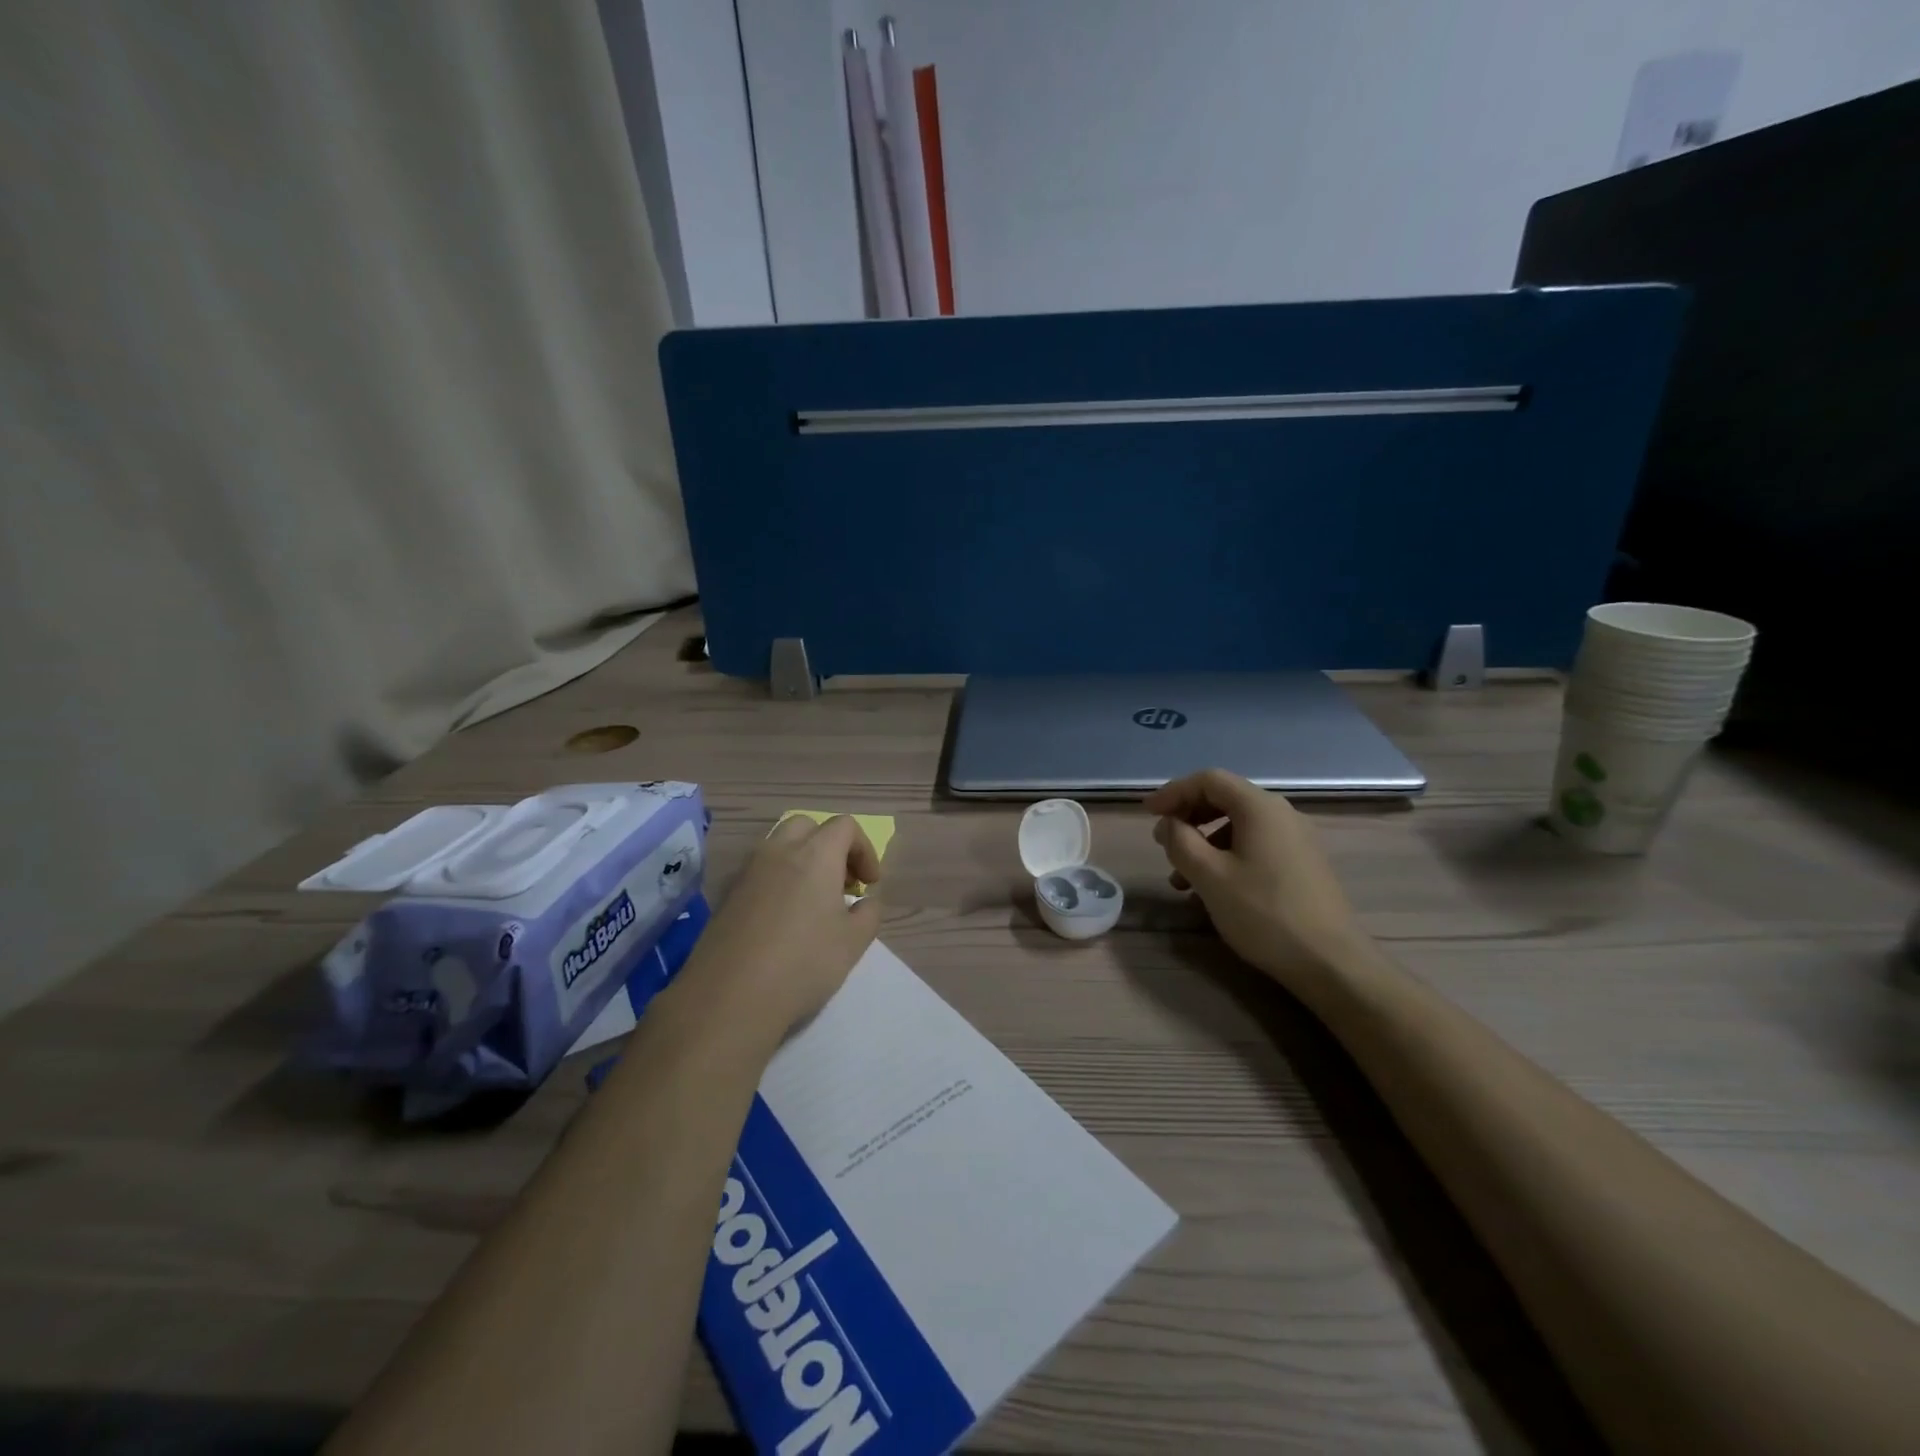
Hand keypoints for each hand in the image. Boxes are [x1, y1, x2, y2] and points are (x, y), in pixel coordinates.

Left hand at [681, 815, 882, 1039]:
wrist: (729, 997)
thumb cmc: (802, 964)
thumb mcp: (854, 942)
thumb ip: (868, 913)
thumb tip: (864, 901)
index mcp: (815, 855)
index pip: (845, 826)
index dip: (865, 849)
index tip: (869, 884)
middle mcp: (778, 851)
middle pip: (808, 826)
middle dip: (830, 846)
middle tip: (841, 884)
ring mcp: (747, 871)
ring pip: (779, 845)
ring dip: (802, 861)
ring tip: (813, 902)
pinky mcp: (727, 894)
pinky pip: (759, 871)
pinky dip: (778, 880)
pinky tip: (782, 920)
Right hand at [1146, 768, 1371, 988]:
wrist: (1331, 963)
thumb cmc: (1264, 913)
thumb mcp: (1209, 876)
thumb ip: (1180, 841)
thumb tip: (1169, 823)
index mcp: (1260, 807)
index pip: (1209, 780)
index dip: (1173, 792)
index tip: (1147, 813)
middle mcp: (1282, 814)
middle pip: (1225, 799)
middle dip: (1188, 817)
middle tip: (1162, 841)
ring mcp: (1297, 839)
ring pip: (1239, 826)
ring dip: (1204, 843)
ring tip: (1182, 879)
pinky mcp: (1303, 864)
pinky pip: (1255, 846)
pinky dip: (1226, 856)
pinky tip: (1213, 890)